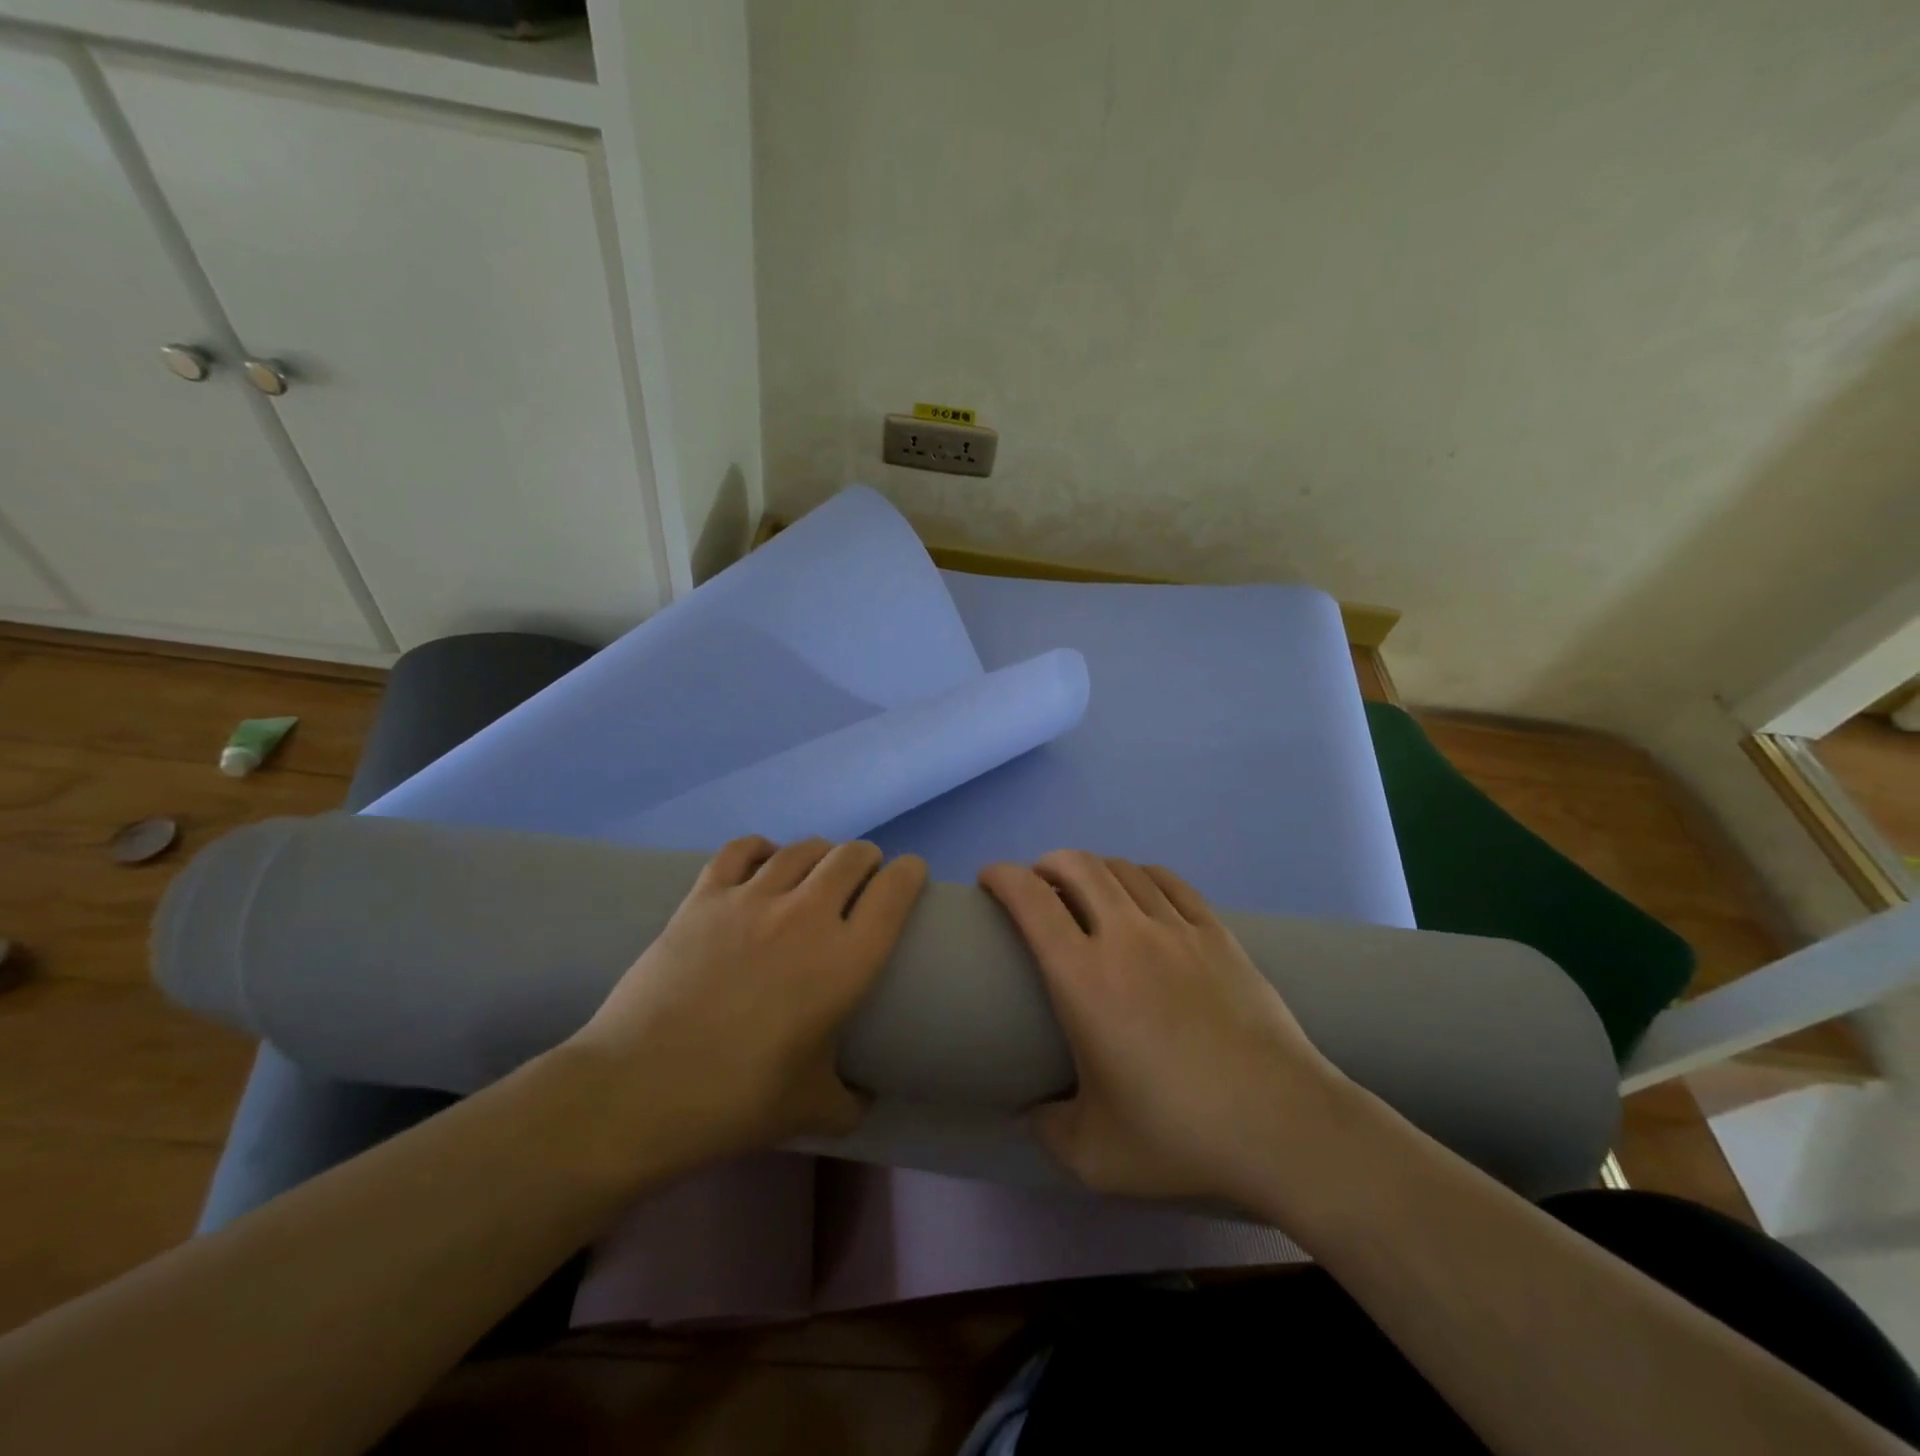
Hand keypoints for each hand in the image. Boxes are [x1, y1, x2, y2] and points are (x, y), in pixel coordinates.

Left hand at [566, 836, 926, 1170]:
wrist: (638, 1090)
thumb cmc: (736, 1101)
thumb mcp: (811, 1111)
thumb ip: (850, 1102)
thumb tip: (864, 1098)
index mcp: (845, 960)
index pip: (895, 891)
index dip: (910, 873)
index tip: (910, 876)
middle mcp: (807, 915)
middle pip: (852, 856)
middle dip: (867, 859)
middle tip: (864, 878)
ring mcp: (752, 899)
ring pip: (802, 848)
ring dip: (821, 852)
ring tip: (818, 870)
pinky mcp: (704, 896)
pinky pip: (742, 849)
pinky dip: (761, 848)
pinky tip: (763, 860)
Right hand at [980, 851, 1347, 1208]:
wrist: (1283, 1127)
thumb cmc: (1178, 1136)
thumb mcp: (1093, 1154)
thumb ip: (1047, 1128)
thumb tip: (1030, 1110)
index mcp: (1082, 977)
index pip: (1030, 899)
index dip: (1002, 876)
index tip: (988, 878)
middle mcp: (1125, 937)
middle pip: (1077, 866)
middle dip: (1045, 863)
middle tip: (1036, 887)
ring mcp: (1177, 930)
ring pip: (1123, 869)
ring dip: (1092, 868)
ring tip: (1085, 889)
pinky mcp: (1218, 934)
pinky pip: (1170, 883)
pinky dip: (1141, 875)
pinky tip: (1140, 891)